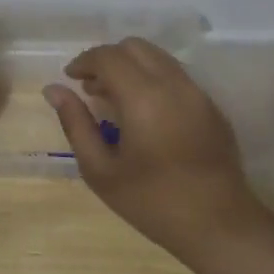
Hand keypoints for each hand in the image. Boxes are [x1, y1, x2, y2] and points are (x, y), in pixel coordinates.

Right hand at [44, 40, 268, 258]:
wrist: (220, 227)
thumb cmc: (152, 202)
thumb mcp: (100, 170)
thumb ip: (76, 123)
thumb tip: (54, 90)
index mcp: (143, 97)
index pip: (108, 56)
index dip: (84, 61)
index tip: (70, 79)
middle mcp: (173, 84)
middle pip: (135, 47)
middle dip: (108, 59)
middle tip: (91, 88)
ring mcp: (198, 93)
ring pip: (158, 58)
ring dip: (131, 67)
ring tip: (115, 100)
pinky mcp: (212, 107)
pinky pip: (176, 76)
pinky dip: (153, 79)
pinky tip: (144, 114)